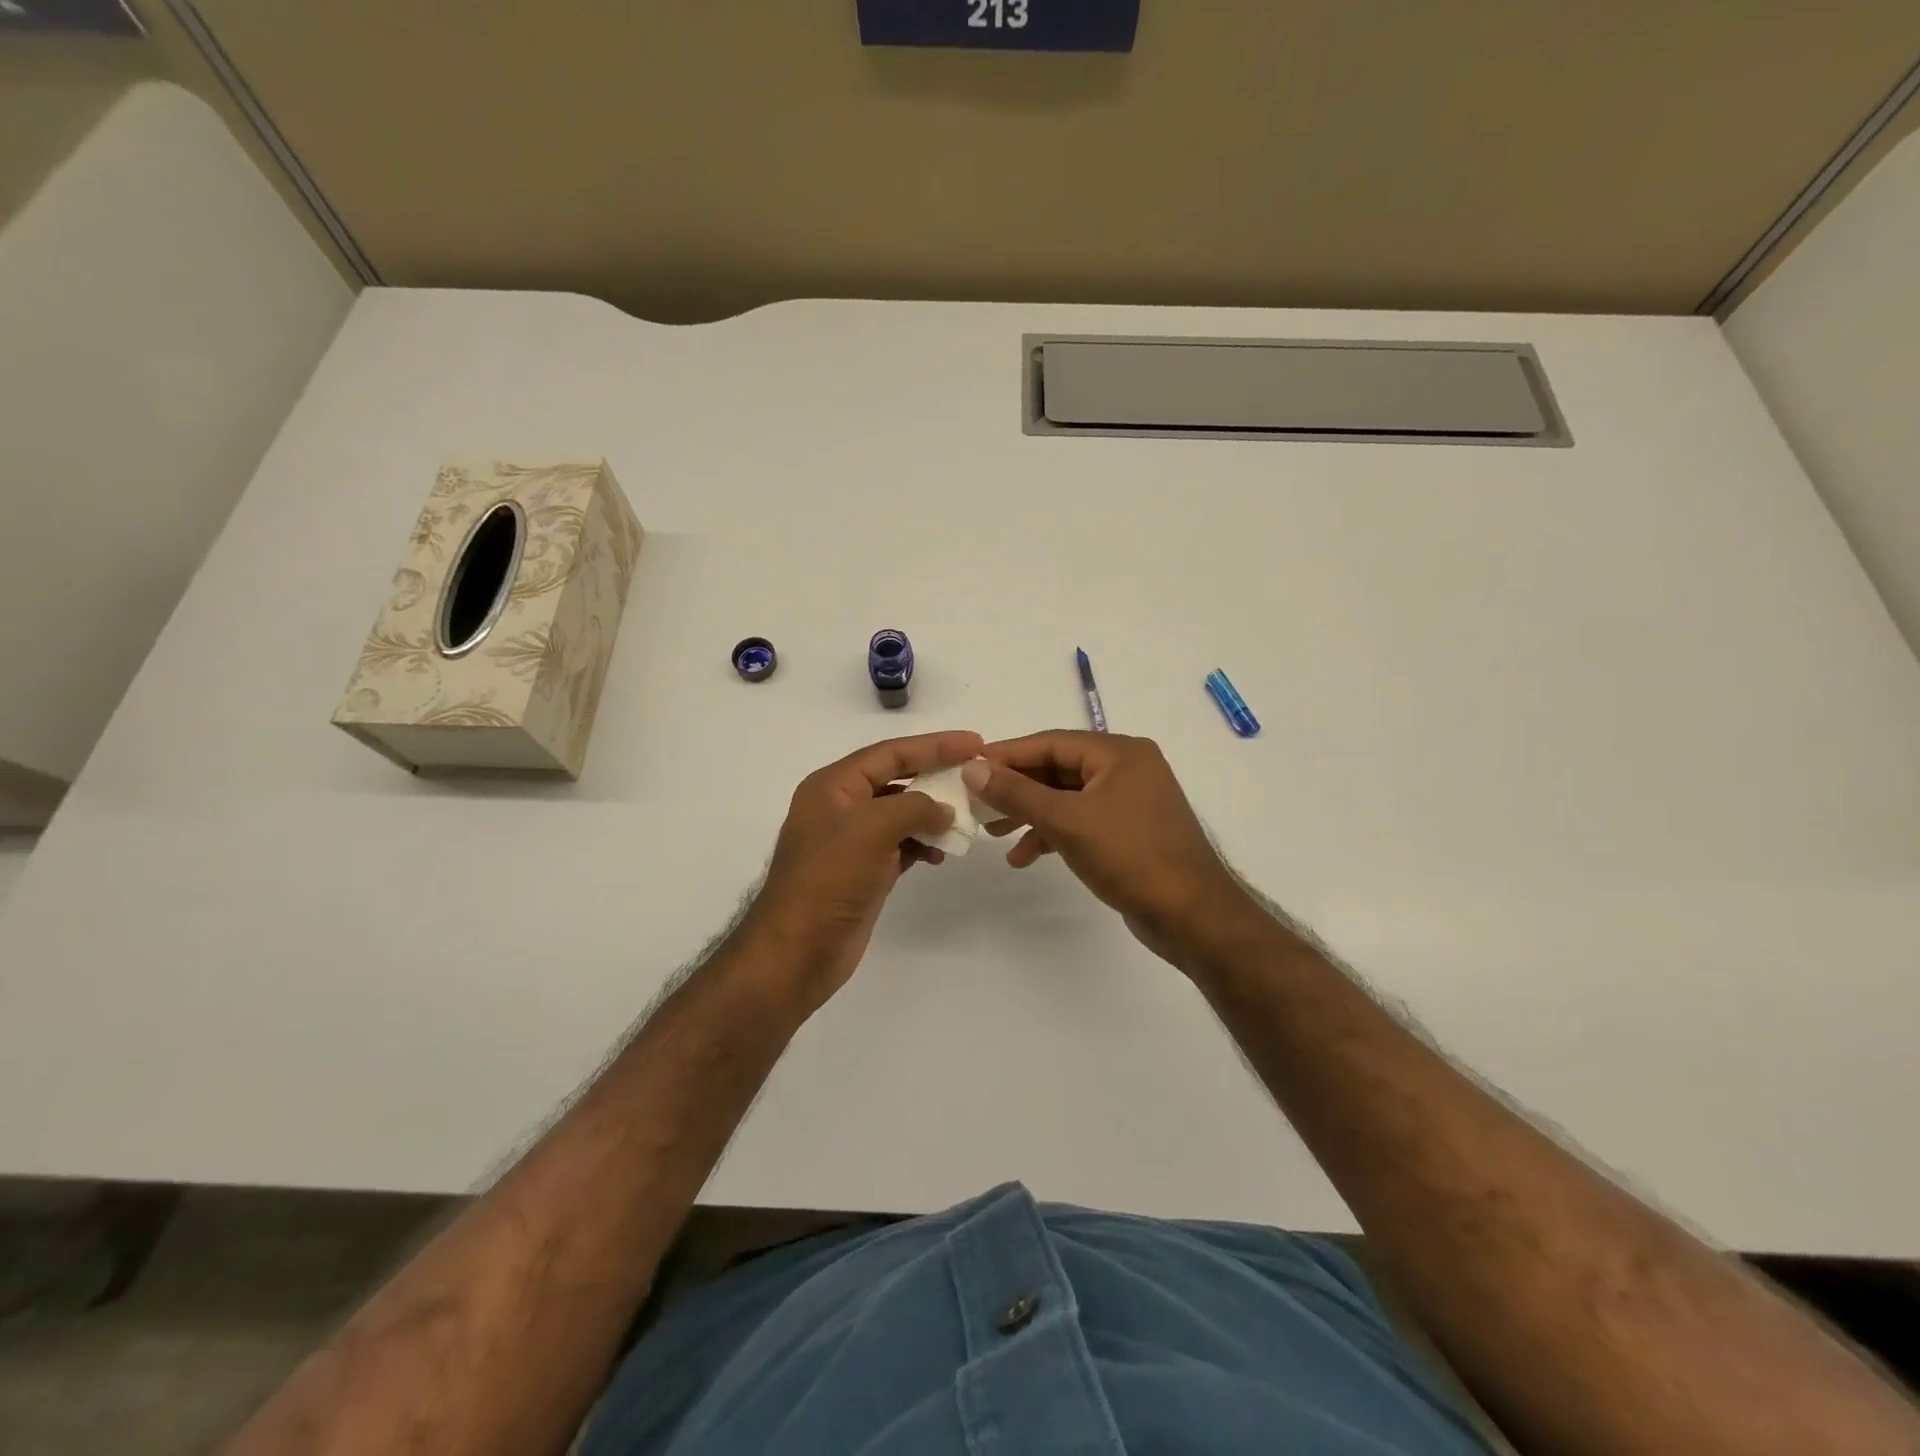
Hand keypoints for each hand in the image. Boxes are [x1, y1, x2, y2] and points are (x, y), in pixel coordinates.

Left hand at [741, 730, 982, 1010]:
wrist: (798, 952)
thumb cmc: (829, 880)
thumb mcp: (871, 829)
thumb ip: (914, 807)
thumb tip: (944, 810)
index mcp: (833, 786)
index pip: (890, 753)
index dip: (934, 745)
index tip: (974, 743)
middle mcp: (842, 807)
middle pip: (897, 779)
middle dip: (936, 777)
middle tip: (976, 776)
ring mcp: (853, 841)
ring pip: (902, 814)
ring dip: (933, 814)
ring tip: (966, 819)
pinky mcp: (865, 871)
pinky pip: (902, 845)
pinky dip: (923, 844)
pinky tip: (942, 853)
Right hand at [963, 731, 1258, 965]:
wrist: (1192, 916)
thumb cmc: (1130, 857)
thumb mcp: (1066, 821)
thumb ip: (1016, 792)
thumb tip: (972, 767)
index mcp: (1120, 753)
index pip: (1051, 742)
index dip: (1007, 754)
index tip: (969, 767)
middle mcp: (1128, 768)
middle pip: (1058, 769)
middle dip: (1017, 789)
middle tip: (978, 805)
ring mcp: (1131, 801)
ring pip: (1067, 797)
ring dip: (1031, 815)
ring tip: (993, 835)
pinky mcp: (1130, 831)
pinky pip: (1082, 821)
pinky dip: (1054, 834)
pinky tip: (1026, 856)